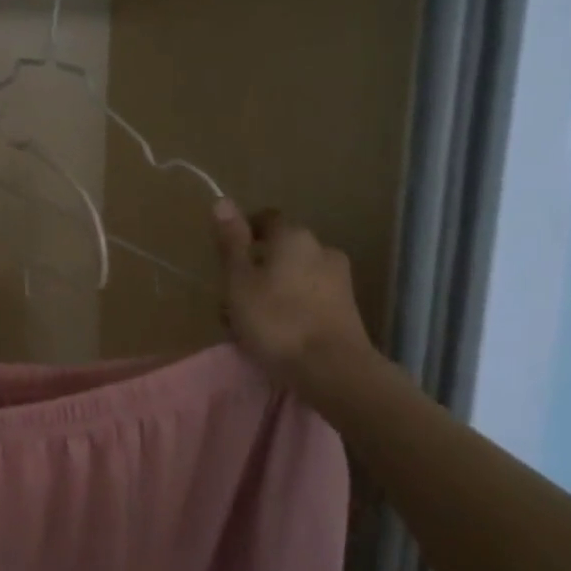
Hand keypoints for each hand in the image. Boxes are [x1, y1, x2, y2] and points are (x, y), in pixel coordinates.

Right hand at [213, 200, 382, 407]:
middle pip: (280, 251)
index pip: (266, 219)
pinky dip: (291, 308)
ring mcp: (339, 280)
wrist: (334, 370)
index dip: (244, 232)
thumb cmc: (277, 320)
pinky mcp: (347, 310)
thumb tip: (222, 201)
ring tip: (250, 323)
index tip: (226, 256)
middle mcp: (322, 249)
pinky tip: (277, 334)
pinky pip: (310, 298)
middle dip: (256, 268)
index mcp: (294, 237)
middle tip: (231, 298)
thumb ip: (231, 242)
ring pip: (295, 276)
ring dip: (272, 291)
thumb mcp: (239, 281)